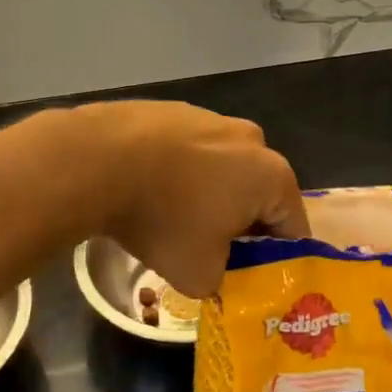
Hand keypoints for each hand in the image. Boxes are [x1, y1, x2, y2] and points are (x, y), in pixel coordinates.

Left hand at [77, 102, 307, 297]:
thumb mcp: (200, 275)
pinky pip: (187, 152)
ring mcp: (210, 117)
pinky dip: (177, 173)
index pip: (293, 229)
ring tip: (172, 221)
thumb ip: (224, 281)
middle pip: (257, 195)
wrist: (98, 159)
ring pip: (221, 170)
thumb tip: (217, 272)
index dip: (277, 262)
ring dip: (207, 196)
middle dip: (239, 226)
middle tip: (210, 254)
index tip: (251, 281)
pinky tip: (148, 191)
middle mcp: (251, 139)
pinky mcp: (173, 109)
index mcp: (272, 175)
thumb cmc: (163, 218)